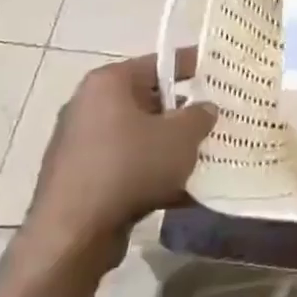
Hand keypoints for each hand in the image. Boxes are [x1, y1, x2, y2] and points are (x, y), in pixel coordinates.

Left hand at [19, 49, 215, 276]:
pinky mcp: (80, 177)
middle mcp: (88, 105)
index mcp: (108, 83)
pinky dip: (152, 171)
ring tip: (204, 155)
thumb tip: (204, 108)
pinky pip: (127, 164)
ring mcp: (81, 143)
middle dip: (184, 111)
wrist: (74, 234)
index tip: (222, 73)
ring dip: (169, 144)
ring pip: (139, 135)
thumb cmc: (130, 167)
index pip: (160, 62)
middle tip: (218, 118)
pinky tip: (180, 189)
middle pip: (149, 99)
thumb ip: (201, 115)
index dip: (195, 66)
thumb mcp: (182, 135)